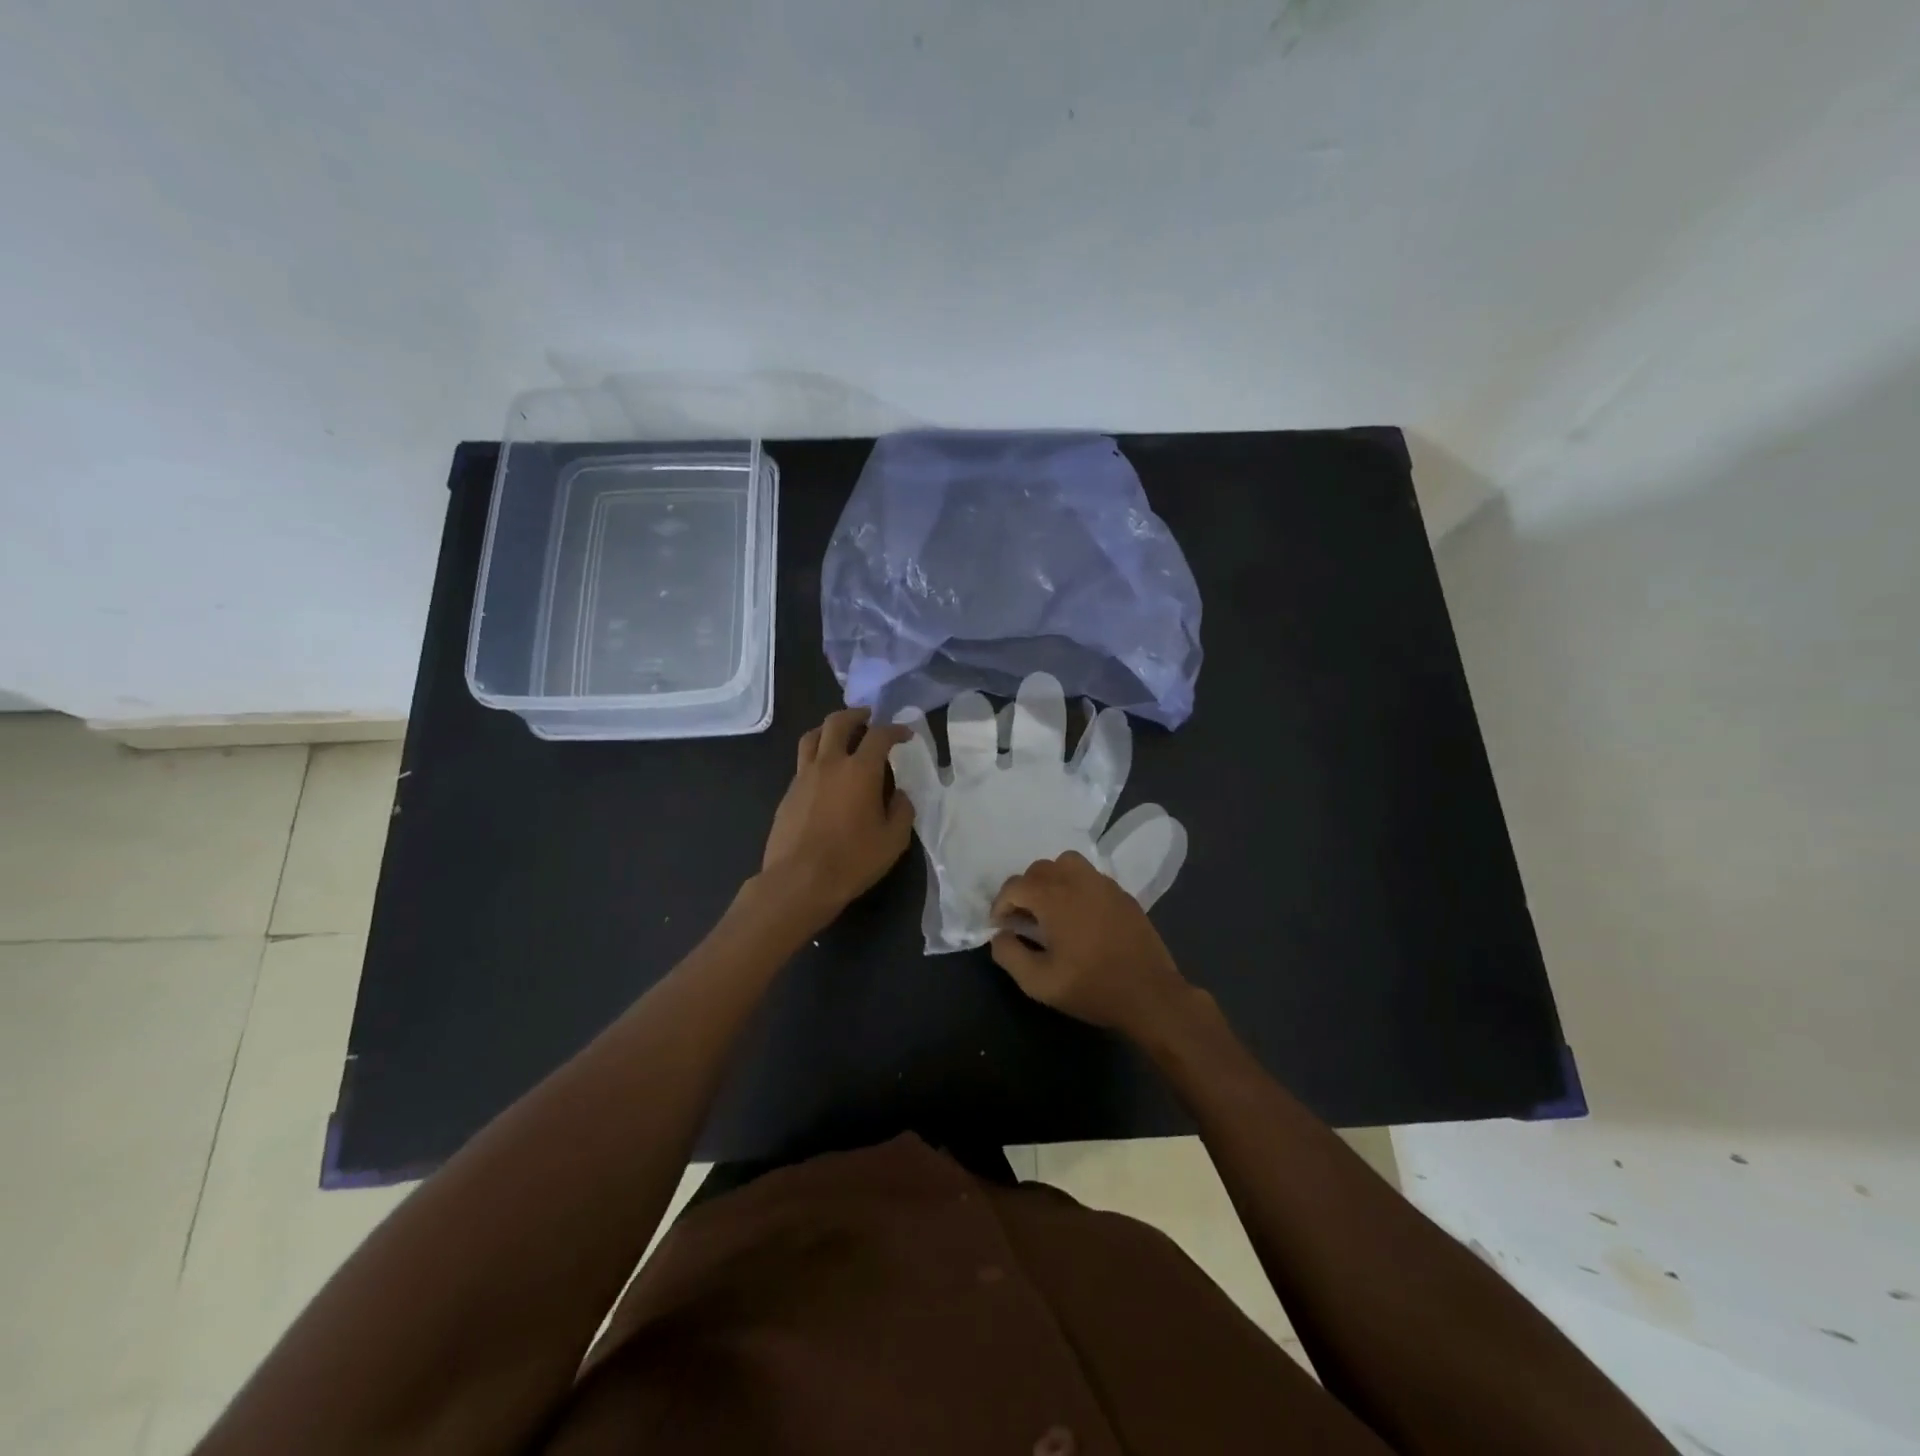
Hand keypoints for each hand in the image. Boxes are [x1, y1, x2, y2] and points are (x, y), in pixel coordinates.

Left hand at [758, 708, 914, 930]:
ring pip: (812, 737)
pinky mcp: (788, 793)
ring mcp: (803, 776)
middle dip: (855, 715)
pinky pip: (803, 762)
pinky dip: (816, 756)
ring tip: (840, 735)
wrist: (799, 881)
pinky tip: (825, 773)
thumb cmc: (852, 861)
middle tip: (867, 718)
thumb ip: (901, 811)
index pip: (879, 736)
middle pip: (838, 723)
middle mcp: (829, 763)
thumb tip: (899, 794)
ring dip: (829, 729)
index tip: (905, 734)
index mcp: (860, 770)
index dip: (895, 730)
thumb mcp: (893, 840)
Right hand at [989, 850, 1190, 1037]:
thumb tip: (1000, 935)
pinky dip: (1075, 885)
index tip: (1000, 927)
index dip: (1000, 905)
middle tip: (1023, 920)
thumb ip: (1009, 955)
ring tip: (1051, 908)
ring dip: (1051, 880)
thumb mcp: (1039, 982)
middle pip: (1039, 869)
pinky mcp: (1122, 893)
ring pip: (1066, 863)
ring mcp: (1103, 884)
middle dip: (1024, 890)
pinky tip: (1080, 915)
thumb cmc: (1092, 988)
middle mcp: (1077, 880)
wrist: (1150, 995)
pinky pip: (1090, 876)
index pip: (1014, 886)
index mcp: (1054, 897)